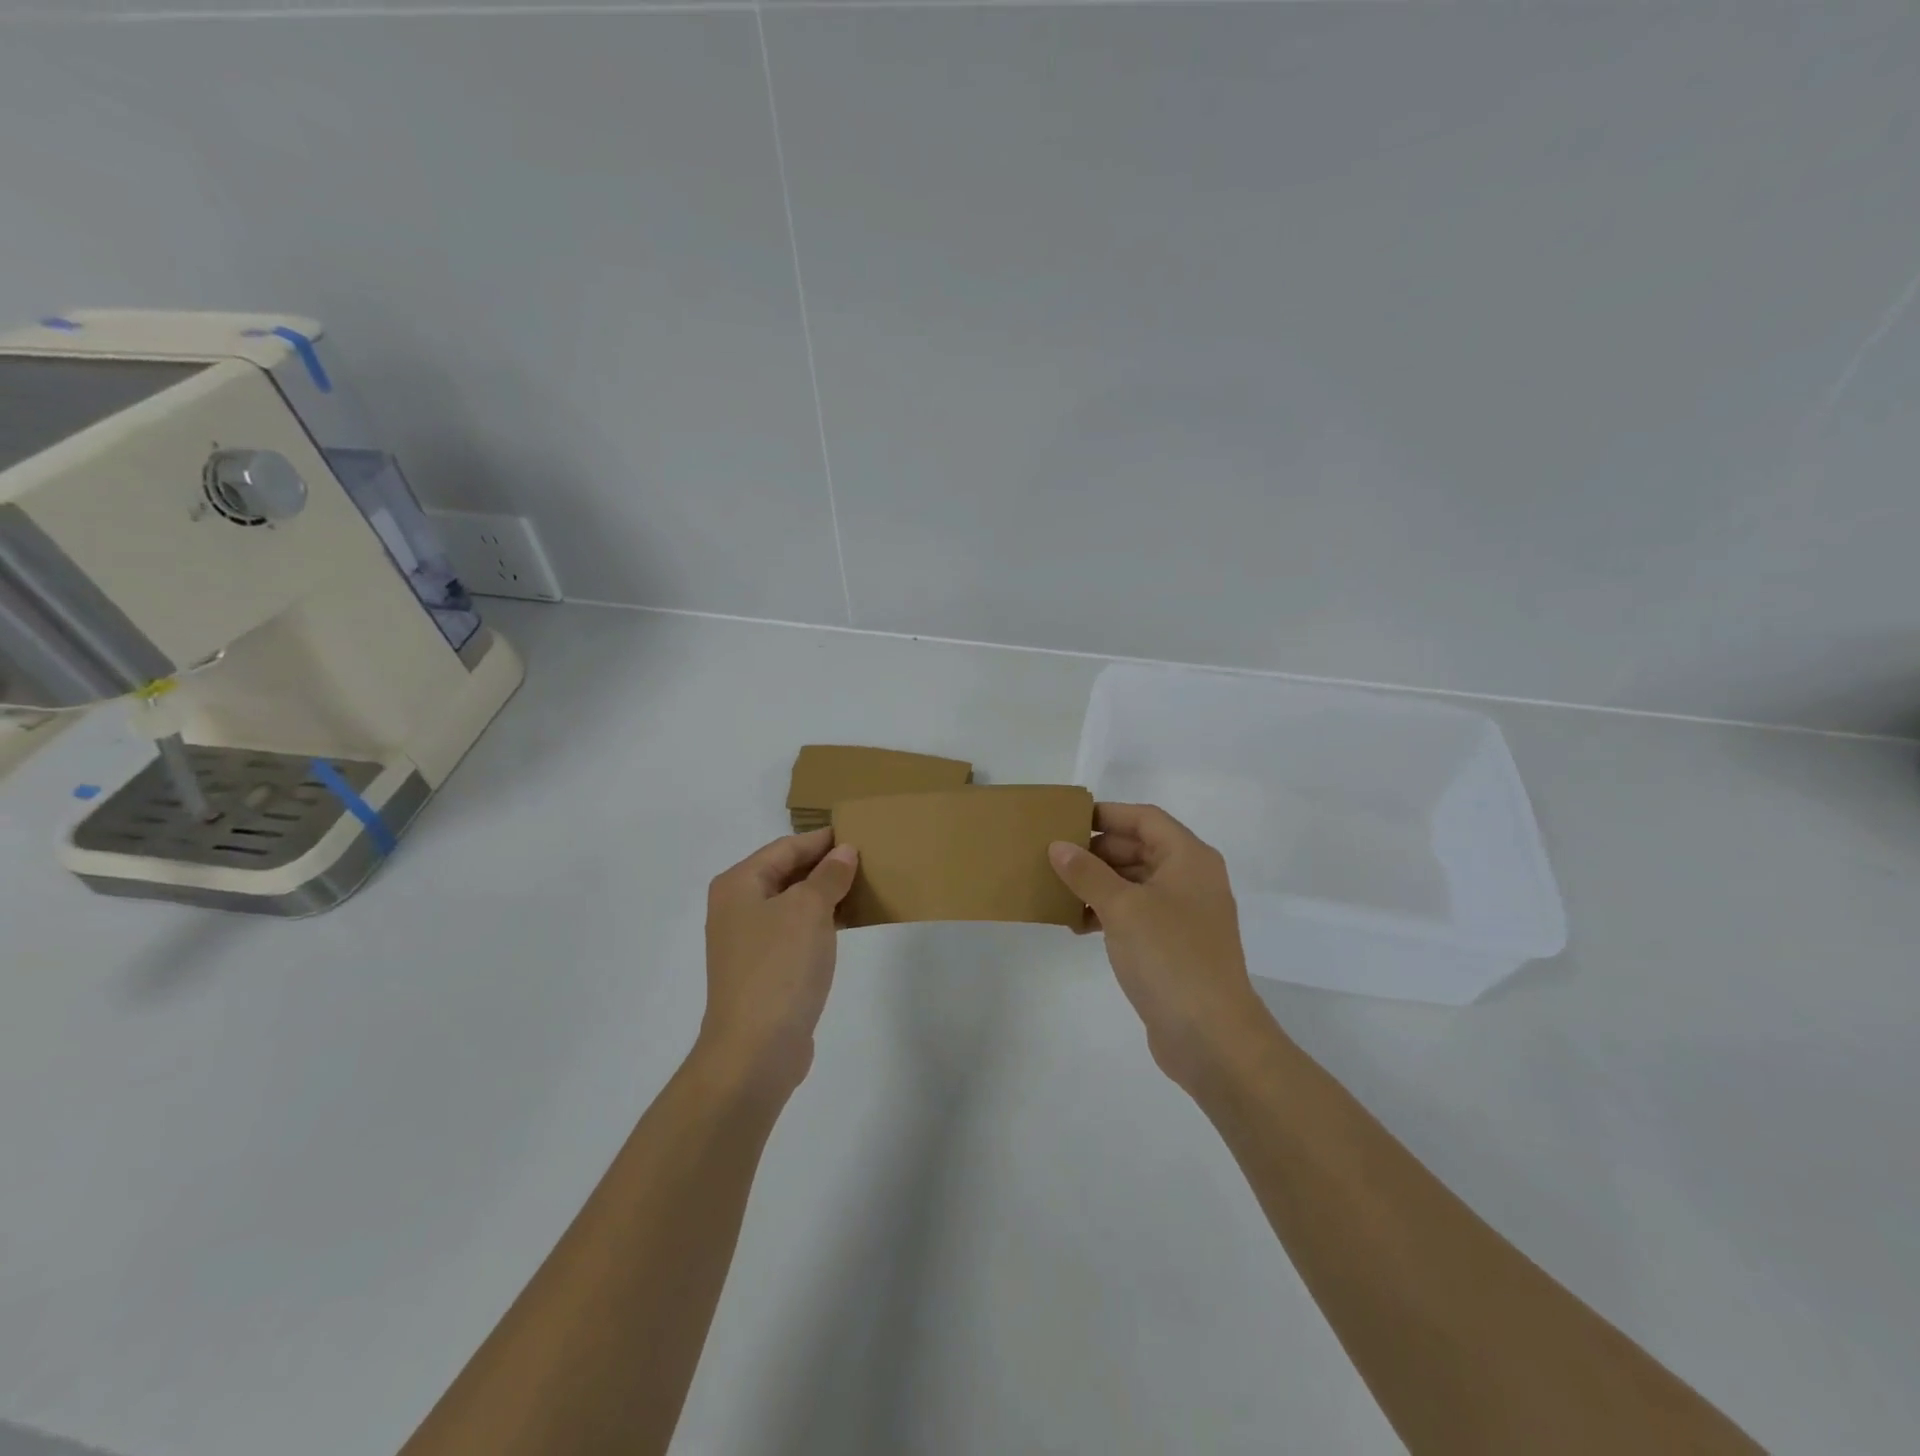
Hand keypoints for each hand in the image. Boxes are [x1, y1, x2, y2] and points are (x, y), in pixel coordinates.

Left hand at [701, 828, 858, 1098]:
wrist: (755, 1050)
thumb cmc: (780, 967)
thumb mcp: (809, 910)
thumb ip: (828, 875)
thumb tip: (843, 852)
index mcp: (739, 884)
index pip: (786, 847)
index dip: (822, 839)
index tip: (858, 832)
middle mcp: (737, 907)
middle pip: (786, 873)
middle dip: (825, 865)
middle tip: (869, 858)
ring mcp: (748, 941)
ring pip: (793, 904)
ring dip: (826, 894)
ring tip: (866, 886)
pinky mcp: (764, 970)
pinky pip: (795, 932)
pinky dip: (820, 923)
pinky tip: (849, 924)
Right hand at [1049, 803, 1272, 1092]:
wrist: (1211, 1036)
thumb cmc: (1169, 956)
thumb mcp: (1122, 908)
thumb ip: (1087, 873)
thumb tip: (1059, 847)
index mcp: (1189, 858)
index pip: (1145, 819)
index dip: (1107, 815)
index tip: (1067, 821)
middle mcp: (1192, 880)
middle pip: (1140, 849)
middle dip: (1097, 853)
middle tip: (1055, 858)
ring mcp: (1185, 915)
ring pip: (1135, 884)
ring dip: (1099, 885)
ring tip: (1059, 892)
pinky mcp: (1175, 946)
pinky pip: (1137, 914)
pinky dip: (1109, 913)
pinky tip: (1078, 925)